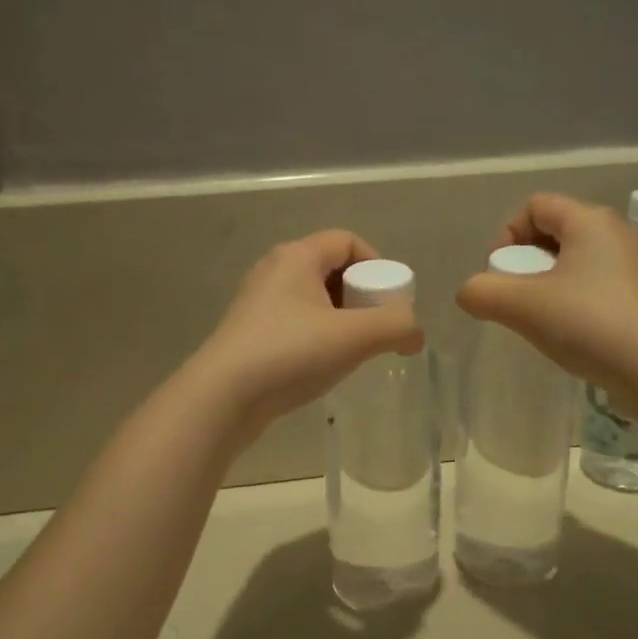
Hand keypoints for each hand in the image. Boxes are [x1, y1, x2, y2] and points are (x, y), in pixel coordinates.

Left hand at [193, 230, 423, 440]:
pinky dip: (317, 335)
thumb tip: (415, 334)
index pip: (348, 240)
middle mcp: (274, 270)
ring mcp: (257, 302)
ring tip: (352, 351)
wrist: (222, 397)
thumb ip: (397, 327)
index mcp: (297, 256)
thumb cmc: (290, 354)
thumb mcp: (355, 337)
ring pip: (313, 298)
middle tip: (374, 328)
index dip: (377, 265)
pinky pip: (295, 322)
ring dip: (341, 319)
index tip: (390, 302)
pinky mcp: (249, 332)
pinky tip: (321, 365)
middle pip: (332, 268)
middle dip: (361, 295)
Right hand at [456, 192, 637, 394]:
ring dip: (548, 283)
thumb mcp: (520, 306)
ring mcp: (636, 265)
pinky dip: (574, 300)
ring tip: (539, 318)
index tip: (499, 273)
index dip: (507, 235)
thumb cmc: (587, 323)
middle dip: (526, 261)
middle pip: (556, 231)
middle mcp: (617, 232)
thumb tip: (470, 293)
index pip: (535, 206)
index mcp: (590, 220)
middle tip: (516, 297)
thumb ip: (481, 292)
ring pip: (576, 260)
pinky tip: (569, 332)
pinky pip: (597, 284)